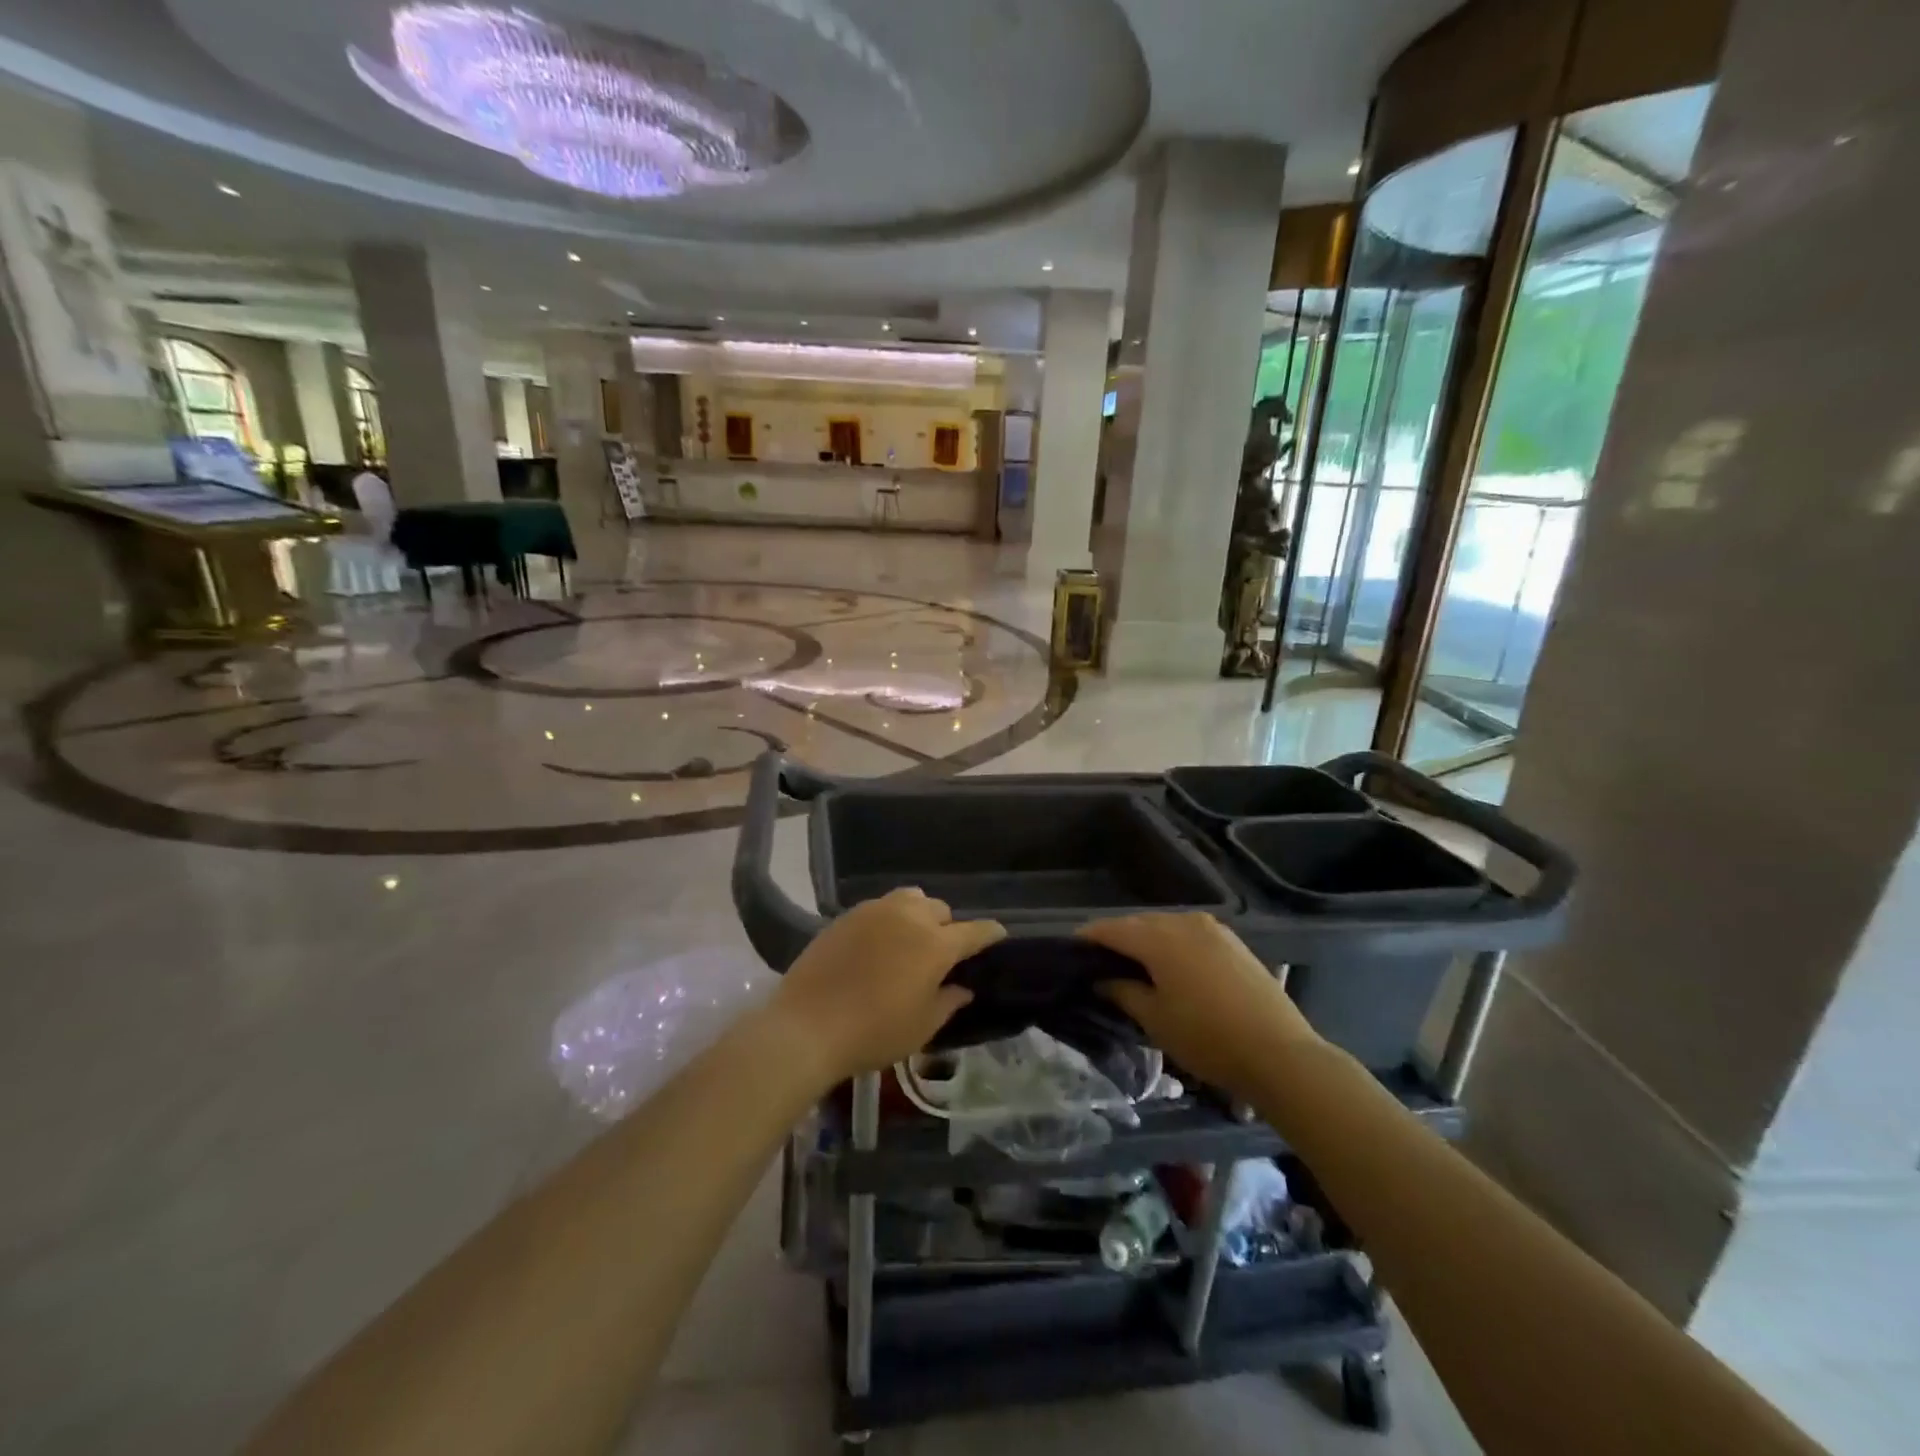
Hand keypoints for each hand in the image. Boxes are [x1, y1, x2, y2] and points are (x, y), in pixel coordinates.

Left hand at [764, 888, 1003, 1087]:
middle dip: (948, 927)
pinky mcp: (847, 915)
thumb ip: (948, 1002)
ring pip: (910, 899)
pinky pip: (880, 907)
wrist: (807, 1026)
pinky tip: (878, 943)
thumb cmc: (873, 1032)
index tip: (997, 937)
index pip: (974, 931)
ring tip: (910, 940)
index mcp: (935, 945)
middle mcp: (909, 918)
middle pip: (940, 910)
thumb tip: (962, 987)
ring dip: (919, 915)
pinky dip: (889, 919)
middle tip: (941, 954)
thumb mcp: (921, 1027)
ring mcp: (875, 911)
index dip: (990, 934)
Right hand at [1079, 912, 1318, 1099]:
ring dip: (1146, 942)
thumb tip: (1101, 978)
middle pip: (1137, 924)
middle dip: (1117, 940)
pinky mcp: (1232, 942)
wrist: (1280, 1053)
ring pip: (1165, 927)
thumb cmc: (1207, 1038)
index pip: (1110, 929)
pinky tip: (1171, 970)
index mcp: (1158, 937)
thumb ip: (1122, 991)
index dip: (1087, 939)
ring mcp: (1212, 929)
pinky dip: (1172, 946)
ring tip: (1134, 969)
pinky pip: (1189, 935)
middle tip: (1100, 966)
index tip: (1071, 953)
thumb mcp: (1155, 1020)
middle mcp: (1184, 921)